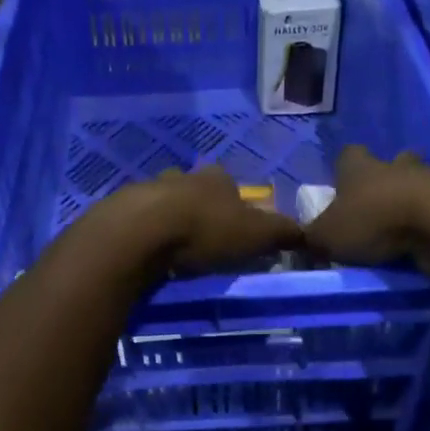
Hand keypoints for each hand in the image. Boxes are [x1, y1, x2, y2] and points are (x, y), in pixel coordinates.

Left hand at [94, 166, 302, 274]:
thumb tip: (308, 233)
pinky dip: (145, 234)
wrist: (141, 232)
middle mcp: (181, 177)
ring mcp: (147, 190)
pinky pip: (137, 221)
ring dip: (168, 220)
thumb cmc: (205, 229)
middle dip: (199, 208)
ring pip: (163, 202)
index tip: (236, 227)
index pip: (230, 184)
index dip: (235, 203)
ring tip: (173, 249)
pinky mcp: (120, 210)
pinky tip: (147, 253)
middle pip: (194, 189)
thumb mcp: (255, 234)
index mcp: (215, 179)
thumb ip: (282, 233)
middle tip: (203, 239)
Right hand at [304, 146, 429, 268]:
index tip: (342, 188)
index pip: (348, 155)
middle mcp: (395, 166)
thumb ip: (313, 238)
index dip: (344, 169)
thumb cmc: (374, 220)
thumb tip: (305, 241)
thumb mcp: (327, 236)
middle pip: (392, 162)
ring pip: (420, 182)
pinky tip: (428, 240)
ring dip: (413, 201)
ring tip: (405, 229)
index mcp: (360, 168)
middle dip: (386, 180)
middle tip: (379, 207)